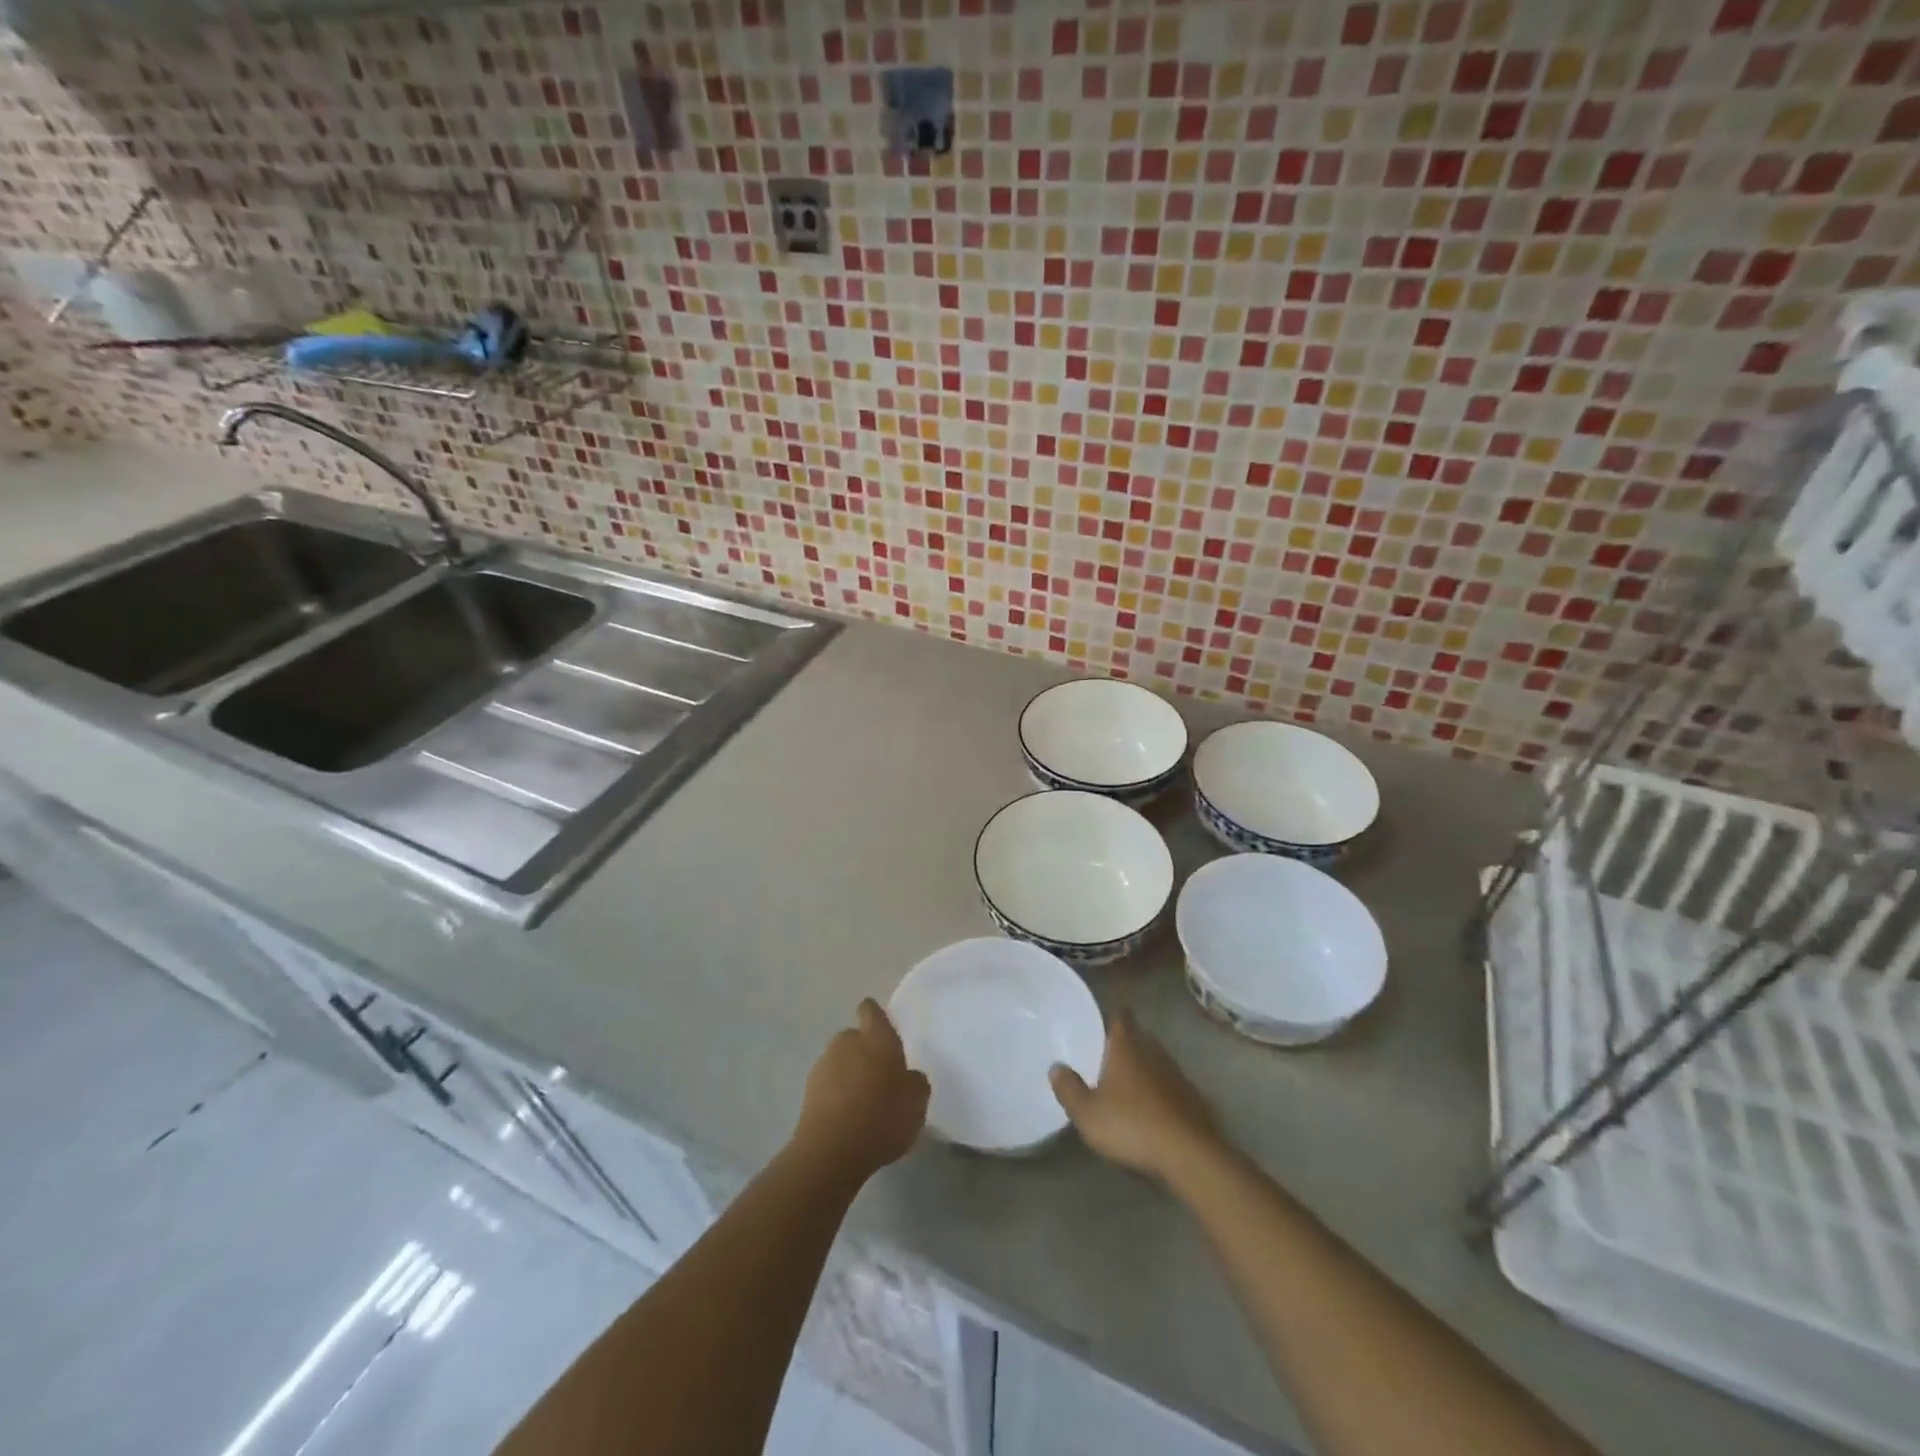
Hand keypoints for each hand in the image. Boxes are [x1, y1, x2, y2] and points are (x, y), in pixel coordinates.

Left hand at [792, 999, 930, 1182]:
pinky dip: (836, 1096)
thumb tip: (908, 1076)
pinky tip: (847, 1119)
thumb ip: (915, 1081)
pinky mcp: (807, 1092)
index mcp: (876, 1037)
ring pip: (839, 1062)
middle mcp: (847, 1042)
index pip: (871, 1011)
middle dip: (864, 1051)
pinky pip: (827, 1086)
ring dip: (849, 1074)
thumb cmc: (882, 1116)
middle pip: (854, 1037)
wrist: (832, 1151)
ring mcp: (823, 1066)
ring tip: (863, 1103)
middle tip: (880, 1077)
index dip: (875, 1016)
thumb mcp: (917, 1100)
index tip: (883, 1029)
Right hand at [1050, 1011, 1220, 1182]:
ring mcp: (1178, 1076)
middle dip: (1128, 1044)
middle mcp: (1154, 1053)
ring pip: (1158, 1063)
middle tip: (1110, 1056)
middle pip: (1141, 1038)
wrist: (1190, 1156)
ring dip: (1146, 1070)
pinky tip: (1155, 1113)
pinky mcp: (1196, 1101)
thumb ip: (1069, 1089)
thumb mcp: (1087, 1114)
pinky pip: (1173, 1089)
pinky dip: (1163, 1094)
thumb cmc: (1131, 1126)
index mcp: (1126, 1048)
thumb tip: (1056, 1067)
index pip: (1121, 1017)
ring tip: (1130, 1086)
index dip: (1113, 1015)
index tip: (1106, 1018)